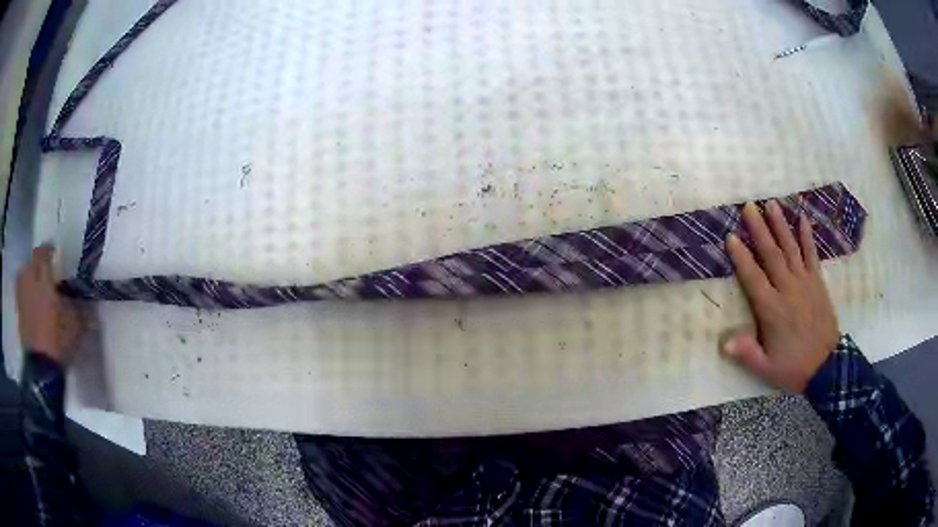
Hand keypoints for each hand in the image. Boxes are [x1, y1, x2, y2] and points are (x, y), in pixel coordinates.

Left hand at [16, 246, 81, 364]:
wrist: (42, 370)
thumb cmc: (58, 341)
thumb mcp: (75, 324)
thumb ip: (79, 305)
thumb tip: (87, 294)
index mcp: (43, 277)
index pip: (44, 251)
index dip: (49, 250)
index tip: (55, 254)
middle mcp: (29, 279)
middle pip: (31, 261)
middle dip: (37, 264)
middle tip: (46, 272)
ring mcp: (22, 296)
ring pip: (24, 275)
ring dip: (30, 276)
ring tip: (37, 286)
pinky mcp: (19, 312)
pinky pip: (21, 293)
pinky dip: (26, 293)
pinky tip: (33, 303)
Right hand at [723, 201, 839, 393]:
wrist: (827, 367)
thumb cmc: (793, 367)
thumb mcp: (766, 368)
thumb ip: (747, 353)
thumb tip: (724, 341)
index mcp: (772, 310)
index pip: (753, 278)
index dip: (741, 257)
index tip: (731, 236)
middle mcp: (788, 289)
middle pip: (771, 255)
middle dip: (759, 229)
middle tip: (749, 206)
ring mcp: (805, 283)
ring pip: (790, 249)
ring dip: (781, 225)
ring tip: (771, 204)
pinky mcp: (818, 282)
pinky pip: (812, 255)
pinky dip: (807, 236)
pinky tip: (803, 218)